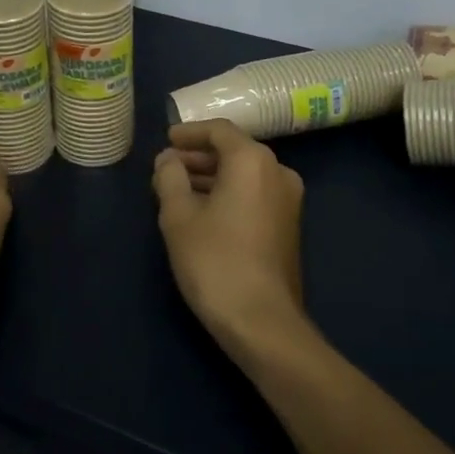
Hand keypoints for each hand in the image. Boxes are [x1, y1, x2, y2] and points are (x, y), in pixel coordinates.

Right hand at [151, 120, 309, 357]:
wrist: (263, 322)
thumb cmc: (215, 261)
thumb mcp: (179, 216)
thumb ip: (169, 178)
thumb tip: (167, 159)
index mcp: (252, 161)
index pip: (219, 130)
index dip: (189, 133)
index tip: (165, 141)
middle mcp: (278, 172)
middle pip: (234, 151)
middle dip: (198, 157)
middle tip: (166, 168)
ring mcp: (288, 200)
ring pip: (244, 175)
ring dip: (211, 177)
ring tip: (177, 190)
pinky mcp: (288, 226)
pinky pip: (254, 194)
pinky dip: (228, 194)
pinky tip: (202, 212)